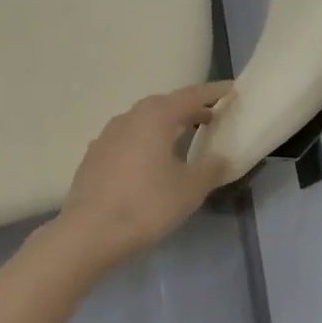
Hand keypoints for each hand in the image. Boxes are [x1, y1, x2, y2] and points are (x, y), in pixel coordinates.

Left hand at [55, 82, 234, 264]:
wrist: (89, 232)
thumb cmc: (146, 205)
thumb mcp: (190, 189)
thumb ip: (211, 169)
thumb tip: (222, 159)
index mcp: (155, 117)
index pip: (191, 96)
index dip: (214, 92)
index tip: (232, 90)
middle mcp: (129, 117)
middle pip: (165, 105)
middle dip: (189, 108)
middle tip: (211, 116)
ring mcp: (107, 136)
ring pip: (143, 121)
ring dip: (166, 125)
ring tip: (184, 137)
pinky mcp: (95, 156)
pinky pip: (128, 139)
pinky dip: (146, 141)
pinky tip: (151, 160)